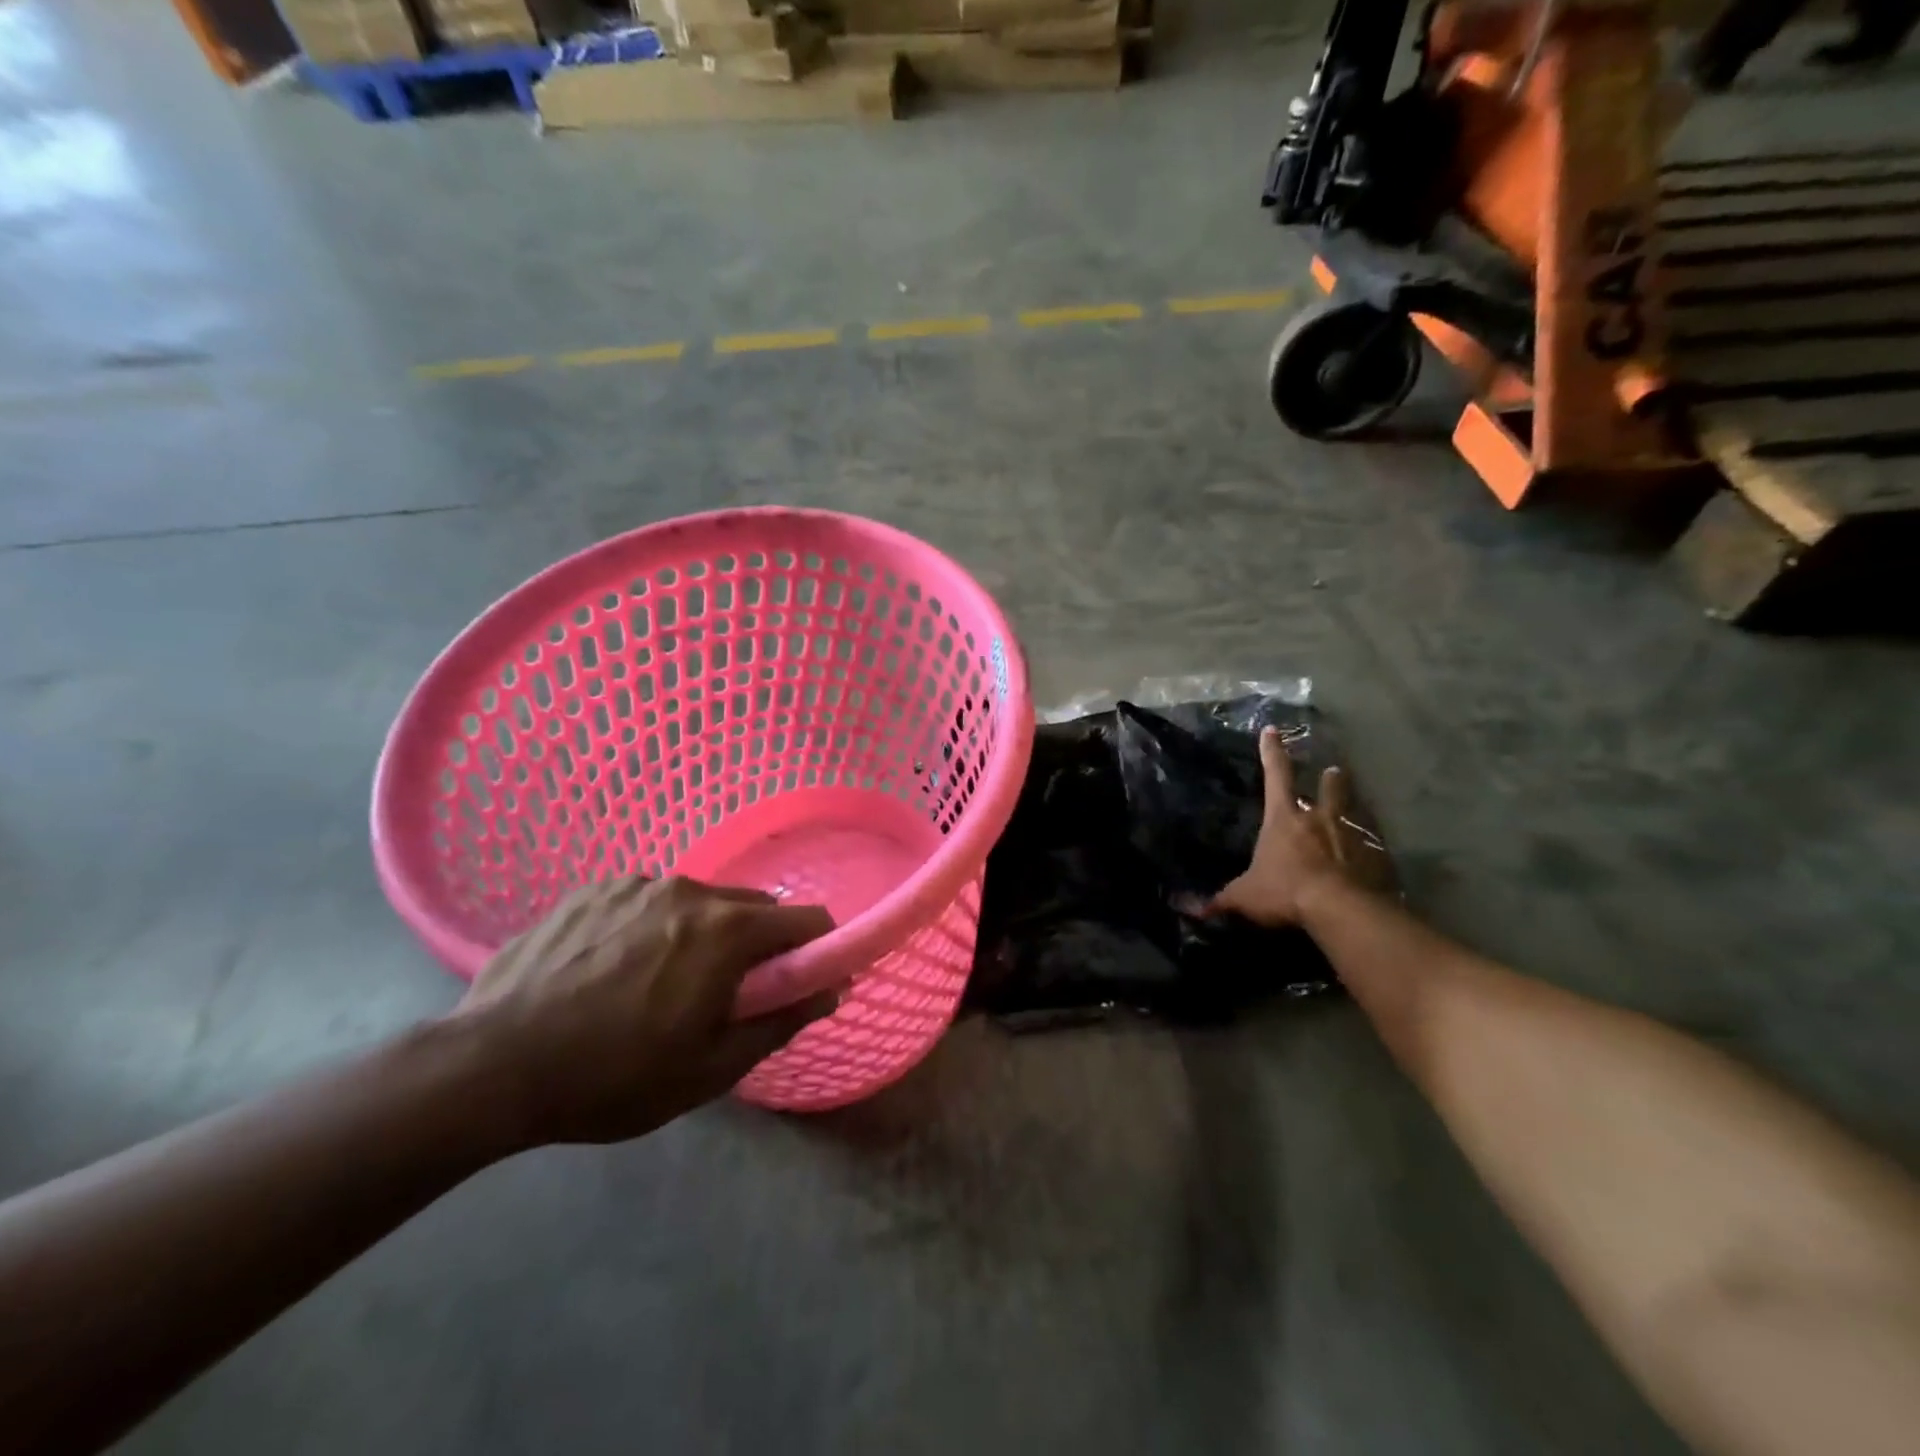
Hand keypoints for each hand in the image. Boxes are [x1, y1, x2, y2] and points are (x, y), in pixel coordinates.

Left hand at [447, 877, 836, 1146]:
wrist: (491, 1067)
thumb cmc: (614, 1077)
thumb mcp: (710, 1069)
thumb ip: (780, 1022)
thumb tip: (830, 991)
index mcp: (727, 930)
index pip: (806, 920)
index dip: (819, 949)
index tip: (808, 981)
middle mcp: (690, 890)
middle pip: (753, 907)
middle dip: (759, 945)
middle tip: (730, 993)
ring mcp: (637, 884)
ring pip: (698, 902)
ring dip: (703, 934)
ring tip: (661, 982)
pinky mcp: (593, 889)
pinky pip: (648, 901)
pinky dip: (653, 927)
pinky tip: (615, 968)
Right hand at [1205, 727, 1388, 927]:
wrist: (1341, 909)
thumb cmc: (1285, 891)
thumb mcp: (1246, 897)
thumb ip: (1222, 901)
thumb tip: (1193, 911)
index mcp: (1285, 818)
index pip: (1276, 775)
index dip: (1272, 752)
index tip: (1272, 731)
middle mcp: (1320, 819)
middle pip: (1328, 789)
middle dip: (1330, 780)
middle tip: (1334, 771)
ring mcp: (1353, 836)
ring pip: (1355, 813)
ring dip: (1354, 807)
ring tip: (1356, 806)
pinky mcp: (1378, 858)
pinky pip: (1374, 848)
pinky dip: (1372, 850)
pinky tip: (1374, 857)